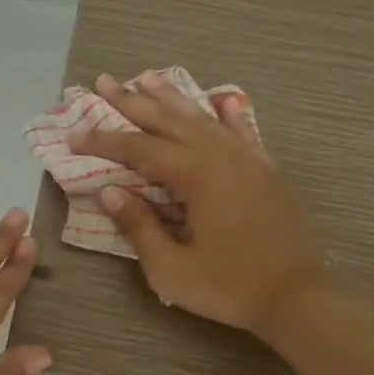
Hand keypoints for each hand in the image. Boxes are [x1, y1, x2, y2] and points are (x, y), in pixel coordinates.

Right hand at [74, 74, 330, 334]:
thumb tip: (109, 191)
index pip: (139, 149)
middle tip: (103, 81)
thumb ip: (139, 226)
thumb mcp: (172, 269)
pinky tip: (221, 100)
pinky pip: (242, 131)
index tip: (73, 135)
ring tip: (147, 77)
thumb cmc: (231, 287)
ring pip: (202, 118)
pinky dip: (227, 114)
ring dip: (172, 98)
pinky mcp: (266, 170)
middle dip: (132, 101)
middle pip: (168, 120)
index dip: (103, 141)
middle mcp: (221, 155)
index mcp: (196, 175)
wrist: (300, 297)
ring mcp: (248, 158)